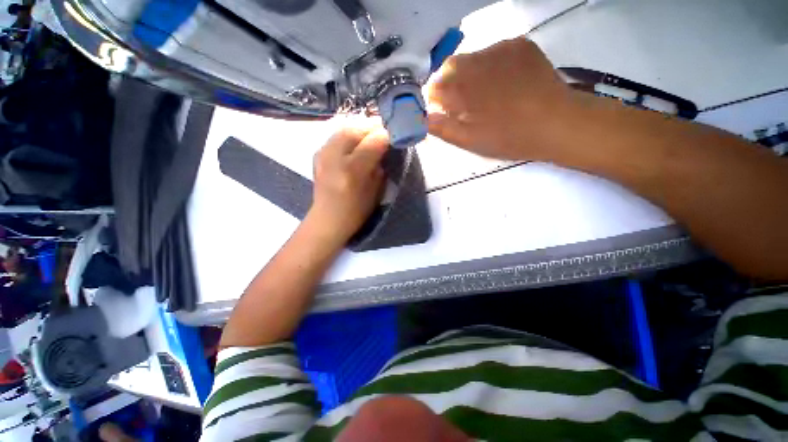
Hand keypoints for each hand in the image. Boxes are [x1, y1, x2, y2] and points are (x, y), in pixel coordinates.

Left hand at [309, 126, 387, 241]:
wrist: (327, 219)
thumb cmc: (356, 211)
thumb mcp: (375, 192)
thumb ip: (380, 167)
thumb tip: (385, 147)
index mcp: (352, 170)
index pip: (373, 142)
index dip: (386, 135)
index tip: (396, 135)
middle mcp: (335, 157)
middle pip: (356, 130)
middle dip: (373, 127)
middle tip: (385, 130)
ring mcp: (323, 153)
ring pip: (344, 129)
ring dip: (361, 128)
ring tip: (372, 133)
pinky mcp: (318, 153)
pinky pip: (336, 136)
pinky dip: (349, 134)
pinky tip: (356, 140)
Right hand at [425, 37, 577, 160]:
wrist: (556, 123)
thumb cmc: (508, 138)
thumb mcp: (470, 141)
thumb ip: (442, 128)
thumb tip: (423, 117)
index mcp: (461, 89)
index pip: (433, 87)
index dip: (436, 101)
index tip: (445, 112)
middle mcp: (475, 62)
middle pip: (450, 68)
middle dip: (451, 85)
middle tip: (465, 104)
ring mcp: (499, 49)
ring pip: (471, 58)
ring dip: (471, 74)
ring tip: (487, 94)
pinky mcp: (519, 45)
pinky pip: (494, 52)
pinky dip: (491, 66)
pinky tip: (504, 82)